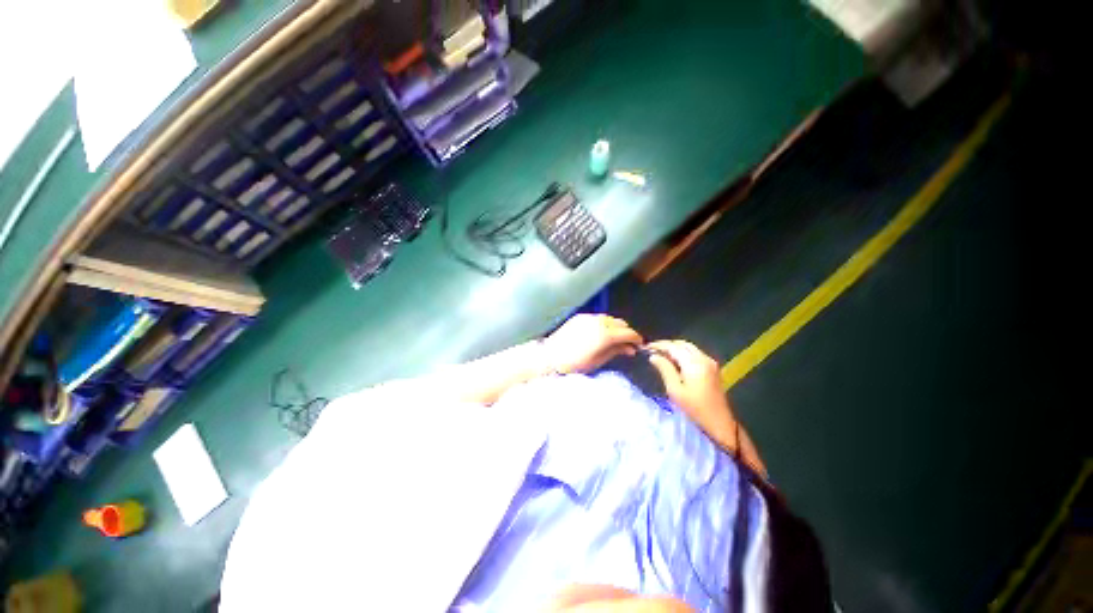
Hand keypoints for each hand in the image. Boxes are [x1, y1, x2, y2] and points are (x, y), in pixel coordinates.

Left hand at [542, 315, 642, 373]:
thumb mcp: (598, 361)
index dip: (636, 339)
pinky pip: (598, 317)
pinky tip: (601, 333)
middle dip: (627, 332)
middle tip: (628, 344)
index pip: (628, 333)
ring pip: (609, 318)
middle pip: (620, 323)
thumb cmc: (574, 363)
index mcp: (605, 334)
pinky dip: (604, 323)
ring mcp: (588, 317)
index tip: (640, 345)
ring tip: (615, 338)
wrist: (550, 356)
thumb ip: (616, 351)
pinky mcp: (580, 317)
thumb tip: (630, 349)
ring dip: (616, 327)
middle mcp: (599, 321)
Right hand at [646, 340, 735, 442]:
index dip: (659, 345)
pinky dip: (683, 353)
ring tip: (661, 355)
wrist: (719, 423)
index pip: (673, 347)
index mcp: (694, 363)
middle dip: (667, 345)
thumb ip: (664, 369)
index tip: (646, 347)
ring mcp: (710, 363)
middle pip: (682, 344)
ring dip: (675, 348)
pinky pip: (695, 354)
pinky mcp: (713, 369)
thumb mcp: (675, 390)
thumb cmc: (694, 408)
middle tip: (653, 351)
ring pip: (689, 348)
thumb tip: (653, 356)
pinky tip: (675, 361)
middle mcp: (704, 358)